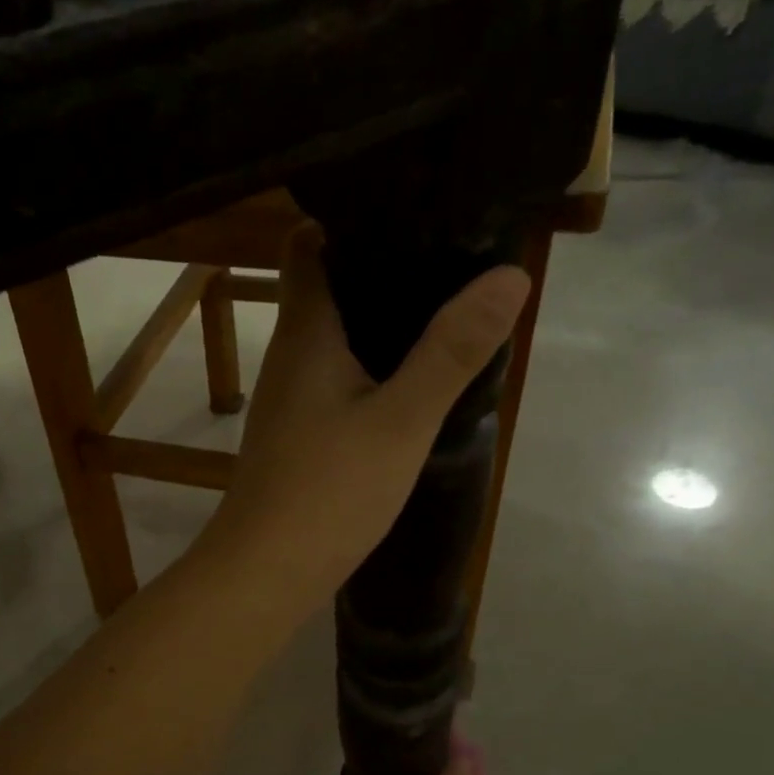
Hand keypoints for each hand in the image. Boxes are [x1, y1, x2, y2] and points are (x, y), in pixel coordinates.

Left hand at [205, 224, 530, 607]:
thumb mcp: (402, 419)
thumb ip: (451, 350)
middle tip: (449, 252)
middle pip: (325, 287)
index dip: (347, 217)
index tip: (406, 203)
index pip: (307, 248)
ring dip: (378, 320)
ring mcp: (289, 399)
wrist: (265, 571)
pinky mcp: (298, 435)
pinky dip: (370, 366)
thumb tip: (508, 274)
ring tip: (443, 305)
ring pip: (333, 338)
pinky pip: (336, 380)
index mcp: (305, 334)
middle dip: (379, 266)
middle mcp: (289, 356)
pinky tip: (409, 379)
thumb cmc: (328, 490)